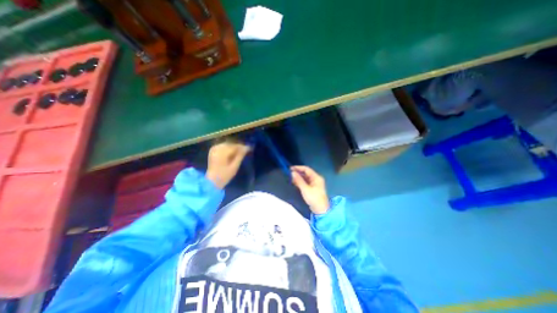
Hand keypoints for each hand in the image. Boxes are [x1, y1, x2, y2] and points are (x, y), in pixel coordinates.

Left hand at [205, 141, 249, 187]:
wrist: (212, 181)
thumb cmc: (225, 175)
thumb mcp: (234, 166)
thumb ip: (240, 156)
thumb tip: (247, 148)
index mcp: (222, 152)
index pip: (235, 146)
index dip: (243, 147)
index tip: (250, 148)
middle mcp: (217, 148)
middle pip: (231, 144)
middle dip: (238, 146)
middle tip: (246, 150)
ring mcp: (214, 149)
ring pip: (227, 144)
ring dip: (233, 146)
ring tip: (239, 151)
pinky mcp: (212, 151)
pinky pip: (222, 146)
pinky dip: (228, 148)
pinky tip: (232, 152)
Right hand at [290, 167, 326, 214]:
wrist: (320, 210)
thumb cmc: (314, 198)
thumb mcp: (305, 189)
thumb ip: (299, 180)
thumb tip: (292, 173)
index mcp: (316, 177)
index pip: (306, 169)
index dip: (298, 168)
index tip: (290, 168)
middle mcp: (316, 179)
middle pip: (306, 173)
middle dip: (298, 173)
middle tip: (289, 173)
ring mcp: (314, 184)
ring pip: (305, 178)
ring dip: (298, 177)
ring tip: (290, 178)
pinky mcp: (312, 188)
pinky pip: (305, 182)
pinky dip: (300, 182)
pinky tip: (294, 182)